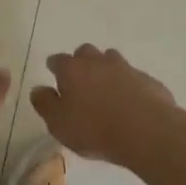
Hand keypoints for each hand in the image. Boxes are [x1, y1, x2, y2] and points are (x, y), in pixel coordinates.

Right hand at [29, 45, 185, 167]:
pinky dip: (128, 85)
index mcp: (72, 69)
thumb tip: (38, 89)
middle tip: (80, 82)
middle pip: (86, 53)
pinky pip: (133, 78)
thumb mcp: (59, 123)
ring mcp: (126, 67)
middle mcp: (98, 61)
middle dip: (81, 62)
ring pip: (111, 60)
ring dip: (106, 70)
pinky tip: (130, 103)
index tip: (53, 75)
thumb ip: (45, 104)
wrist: (146, 131)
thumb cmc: (94, 128)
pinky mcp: (147, 80)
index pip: (57, 60)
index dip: (54, 67)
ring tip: (105, 91)